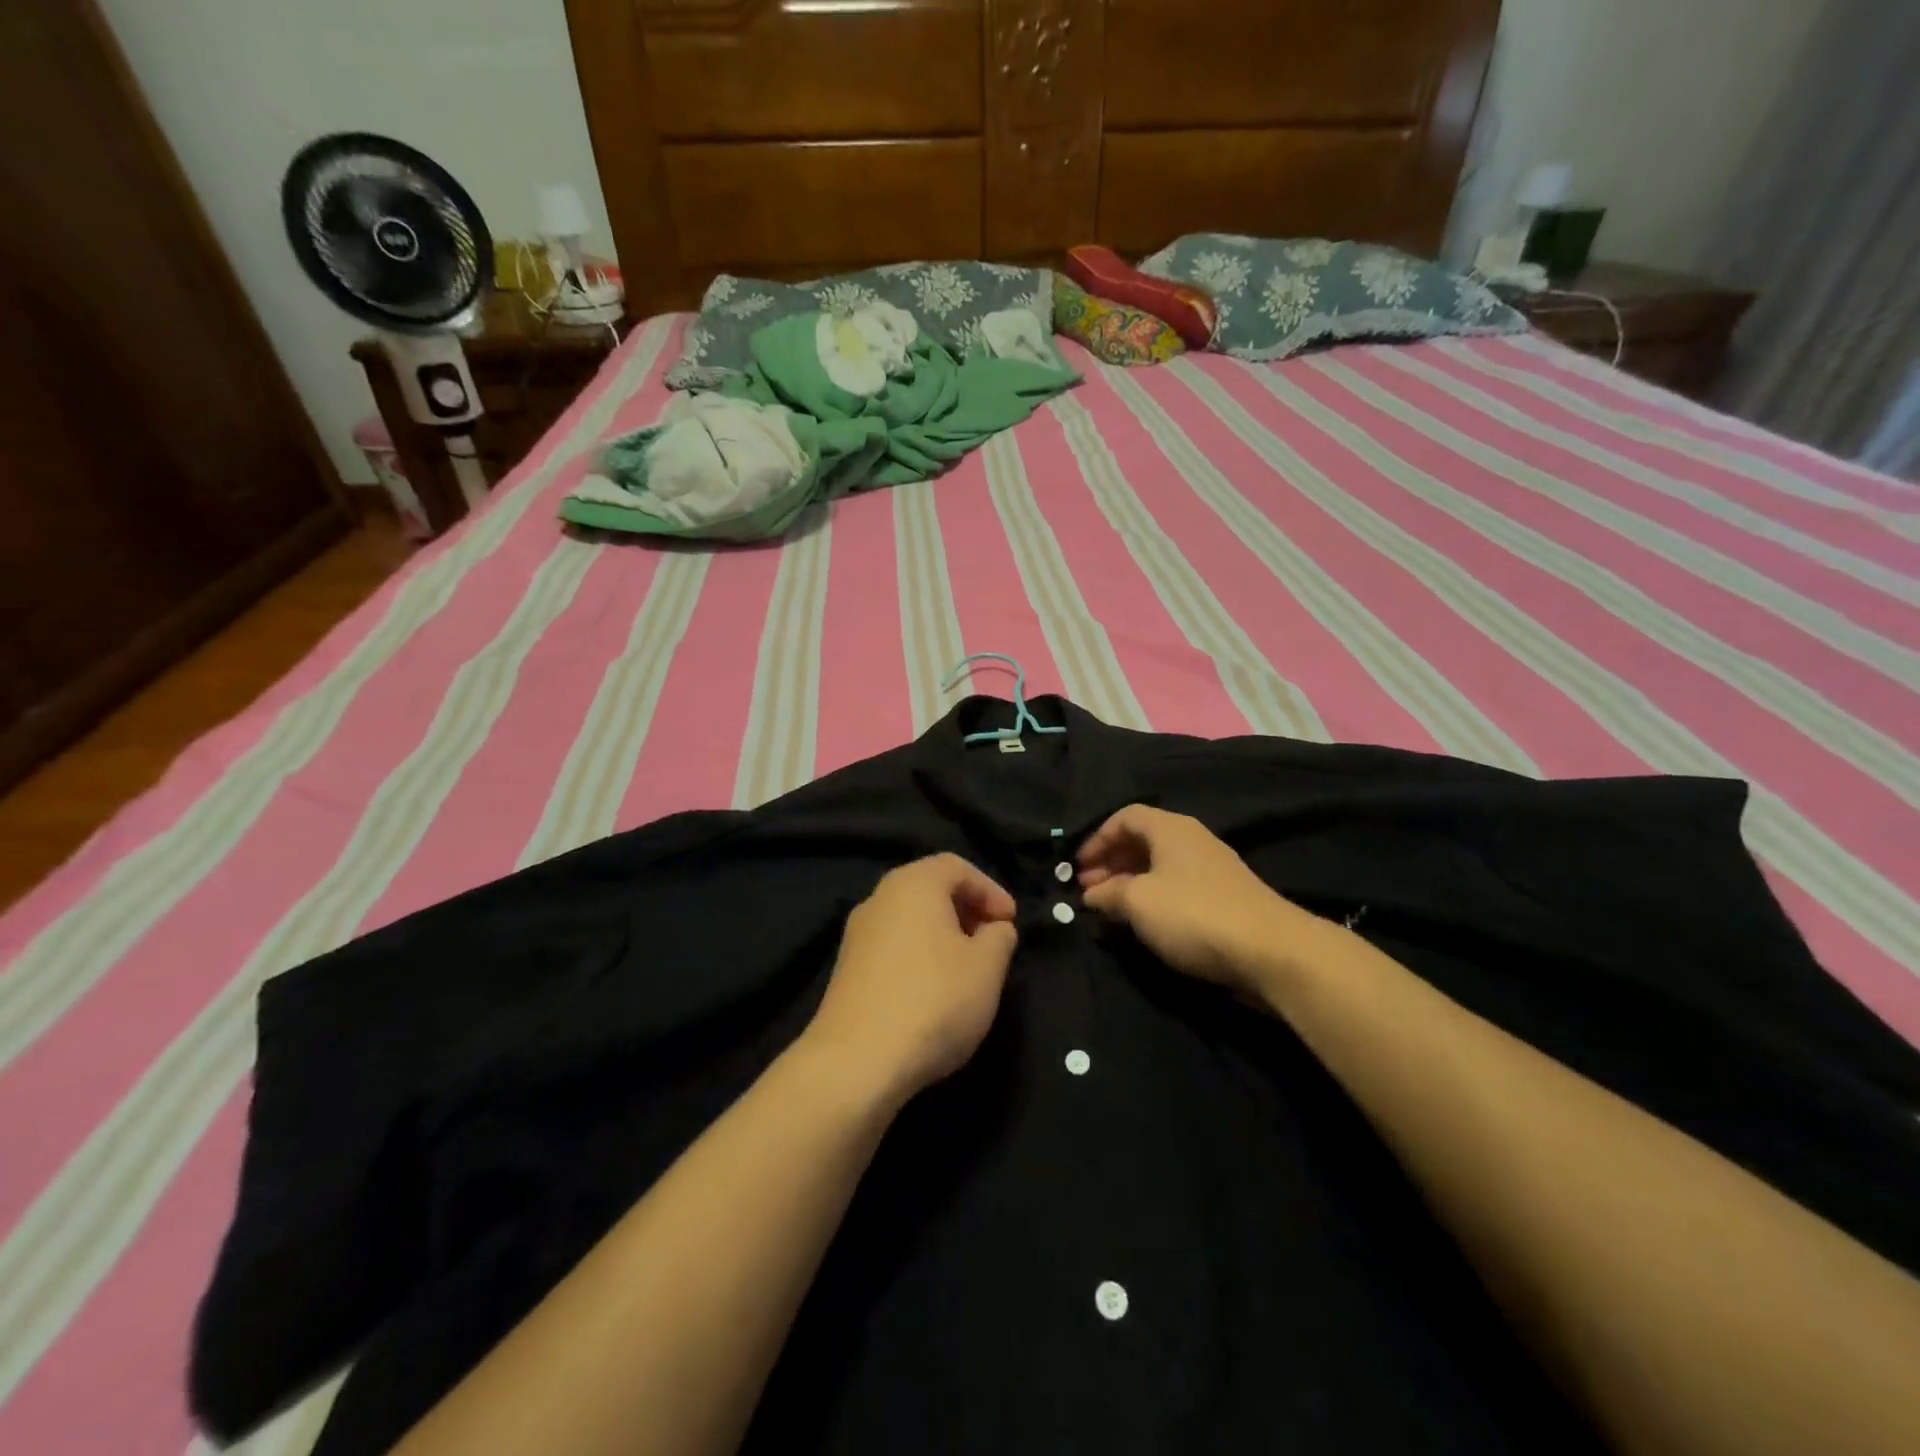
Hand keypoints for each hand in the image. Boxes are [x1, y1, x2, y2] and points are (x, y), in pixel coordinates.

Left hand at [805, 854, 1019, 1104]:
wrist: (856, 1061)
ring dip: (943, 935)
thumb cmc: (933, 1000)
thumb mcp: (987, 967)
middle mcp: (879, 899)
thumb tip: (995, 929)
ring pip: (910, 920)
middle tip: (993, 941)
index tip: (1010, 923)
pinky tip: (934, 992)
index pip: (957, 867)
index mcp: (913, 884)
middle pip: (930, 889)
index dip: (990, 889)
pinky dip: (919, 956)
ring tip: (968, 970)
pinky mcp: (846, 970)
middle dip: (967, 910)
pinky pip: (892, 946)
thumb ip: (1000, 937)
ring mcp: (857, 935)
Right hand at [1078, 805, 1320, 999]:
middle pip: (1142, 840)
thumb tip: (1091, 894)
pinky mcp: (1224, 897)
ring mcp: (1211, 868)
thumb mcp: (1137, 901)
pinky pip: (1177, 886)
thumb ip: (1108, 893)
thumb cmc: (1194, 914)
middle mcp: (1191, 839)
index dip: (1097, 839)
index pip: (1125, 816)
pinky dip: (1154, 897)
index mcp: (1170, 828)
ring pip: (1160, 865)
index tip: (1078, 868)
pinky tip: (1145, 922)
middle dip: (1111, 862)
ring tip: (1110, 908)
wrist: (1271, 950)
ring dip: (1130, 882)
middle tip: (1089, 890)